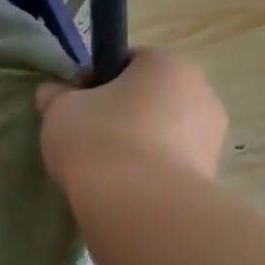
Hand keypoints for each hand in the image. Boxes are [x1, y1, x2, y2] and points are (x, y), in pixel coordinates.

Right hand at [35, 47, 226, 185]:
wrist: (139, 205)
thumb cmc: (99, 140)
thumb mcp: (60, 111)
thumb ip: (56, 96)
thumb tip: (53, 92)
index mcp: (167, 65)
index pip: (131, 59)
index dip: (99, 79)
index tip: (76, 104)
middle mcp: (200, 92)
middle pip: (152, 95)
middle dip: (123, 112)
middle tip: (89, 137)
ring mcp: (211, 136)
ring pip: (165, 131)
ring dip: (140, 143)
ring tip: (107, 170)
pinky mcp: (211, 175)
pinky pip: (172, 163)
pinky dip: (152, 171)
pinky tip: (126, 189)